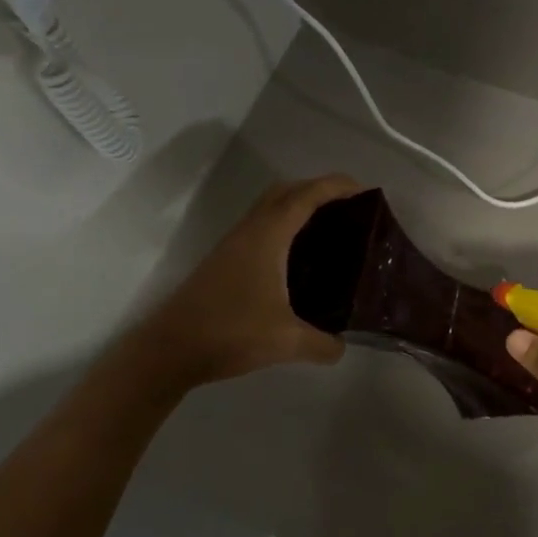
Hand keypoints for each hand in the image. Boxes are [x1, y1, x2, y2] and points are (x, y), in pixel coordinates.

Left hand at [137, 174, 361, 388]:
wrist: (169, 349)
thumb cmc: (230, 333)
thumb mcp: (287, 342)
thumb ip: (323, 344)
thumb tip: (343, 346)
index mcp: (268, 236)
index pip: (307, 196)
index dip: (337, 187)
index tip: (367, 192)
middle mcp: (251, 231)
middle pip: (287, 191)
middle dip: (319, 190)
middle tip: (351, 211)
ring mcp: (234, 244)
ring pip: (270, 208)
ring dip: (299, 207)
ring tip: (331, 230)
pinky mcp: (226, 261)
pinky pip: (262, 227)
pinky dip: (285, 227)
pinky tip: (299, 258)